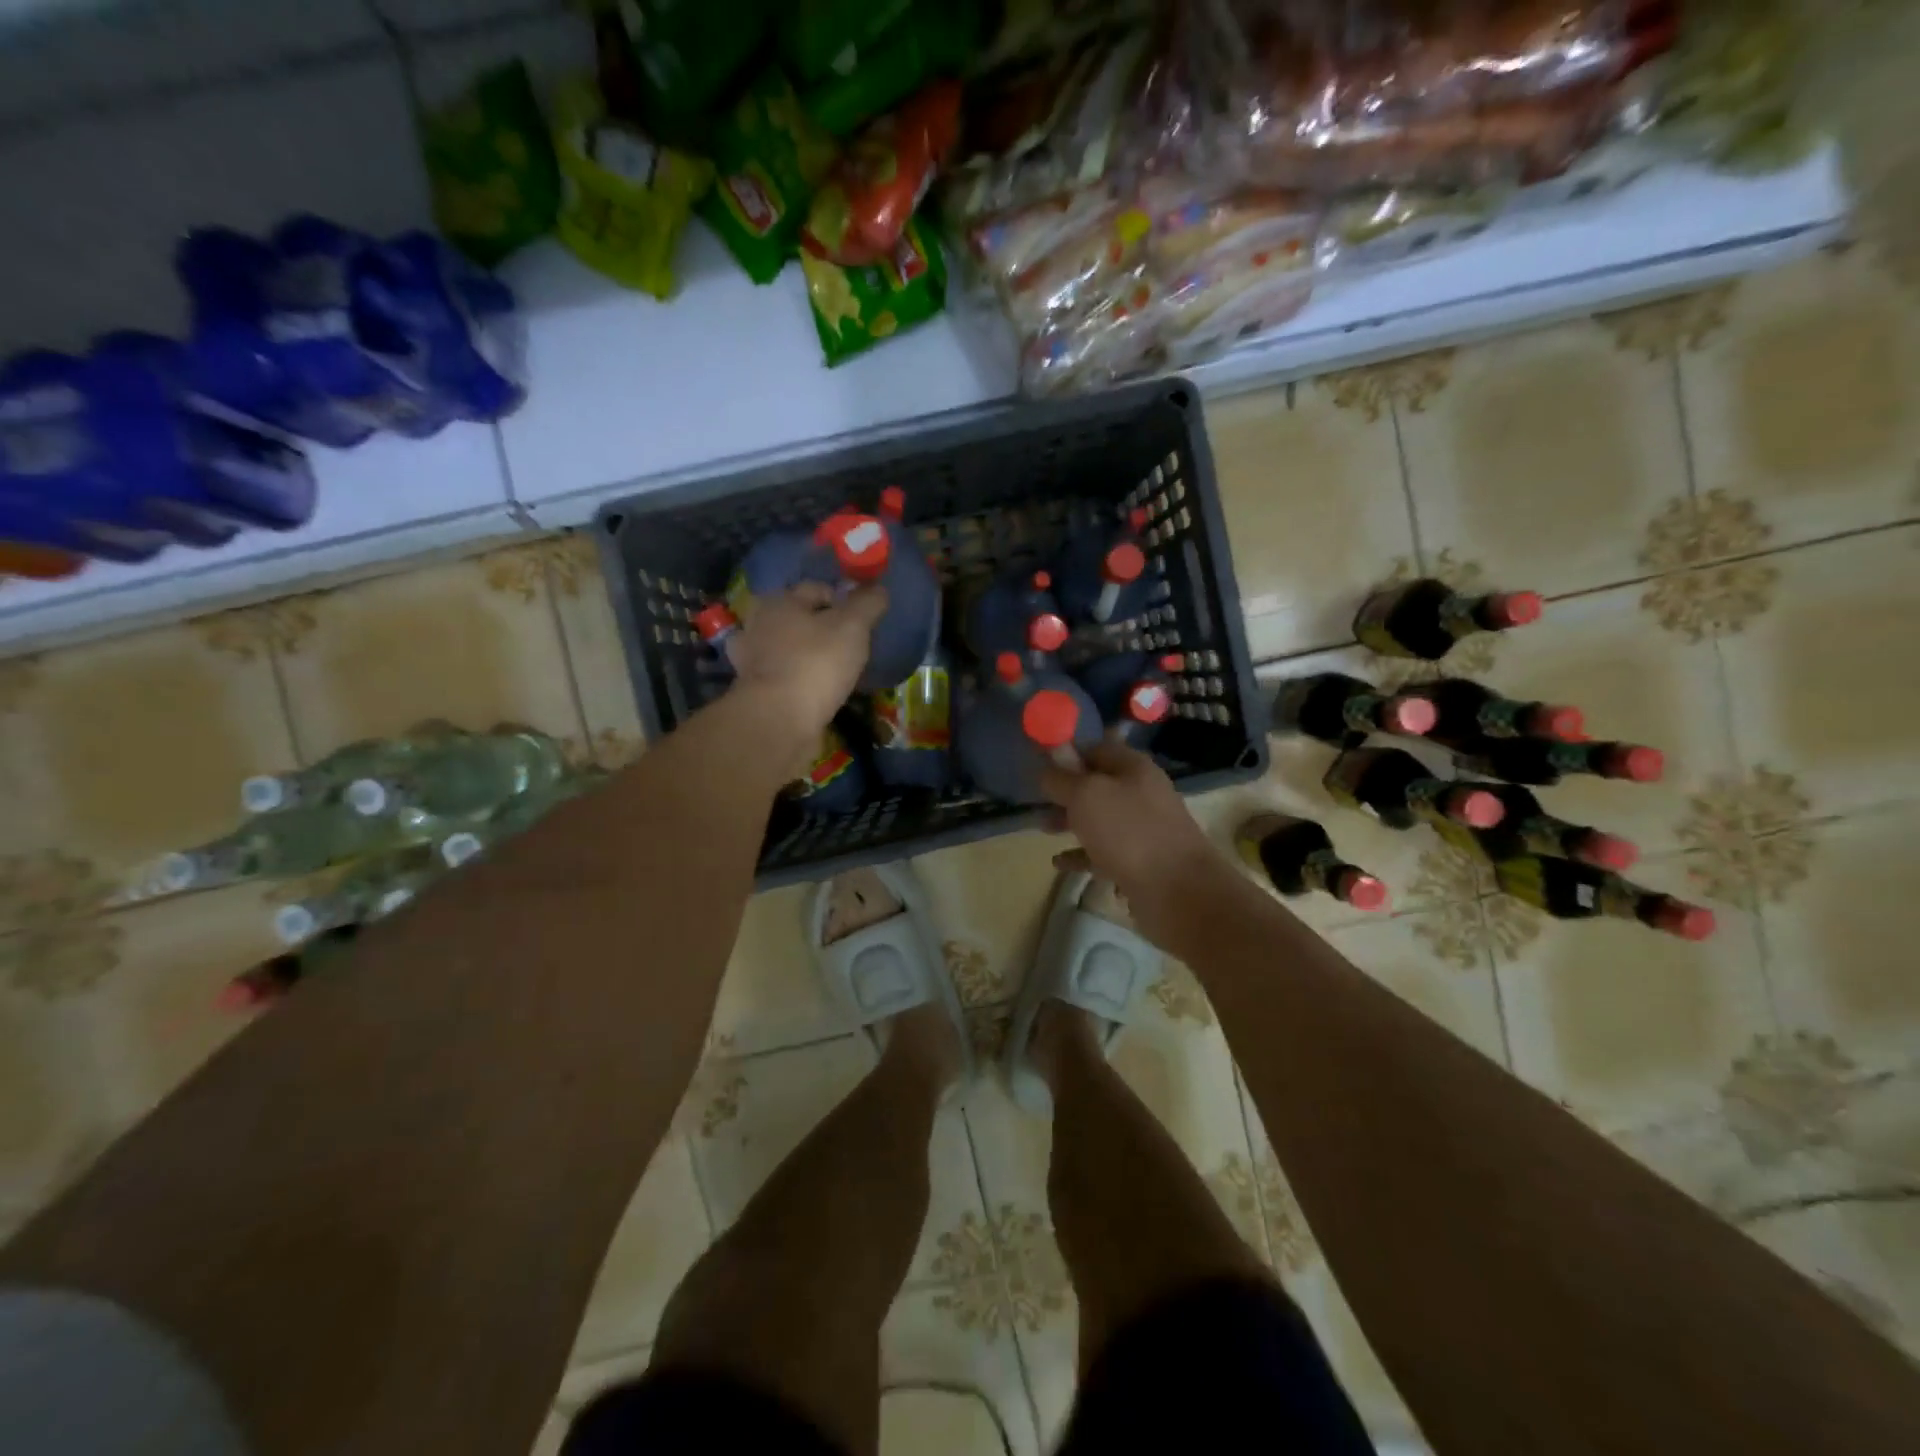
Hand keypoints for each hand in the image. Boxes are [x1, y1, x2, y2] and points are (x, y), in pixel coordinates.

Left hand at [725, 581, 887, 734]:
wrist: (779, 719)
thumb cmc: (816, 663)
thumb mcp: (852, 627)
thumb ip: (867, 604)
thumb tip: (878, 588)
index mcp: (780, 601)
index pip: (817, 589)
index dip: (843, 599)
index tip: (862, 620)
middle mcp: (758, 624)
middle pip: (797, 618)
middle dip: (819, 626)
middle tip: (847, 644)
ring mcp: (750, 659)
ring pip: (785, 647)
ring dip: (803, 653)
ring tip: (830, 668)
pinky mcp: (753, 691)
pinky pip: (781, 676)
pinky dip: (795, 679)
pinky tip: (813, 690)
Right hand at [1039, 739, 1226, 935]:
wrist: (1179, 892)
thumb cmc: (1129, 833)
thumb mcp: (1086, 796)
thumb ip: (1061, 779)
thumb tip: (1046, 768)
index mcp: (1134, 768)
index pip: (1096, 749)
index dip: (1068, 755)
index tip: (1040, 767)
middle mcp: (1141, 794)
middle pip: (1098, 785)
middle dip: (1066, 792)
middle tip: (1038, 801)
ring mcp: (1143, 830)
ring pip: (1100, 819)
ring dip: (1071, 822)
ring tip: (1043, 829)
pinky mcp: (1141, 862)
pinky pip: (1104, 852)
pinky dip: (1081, 855)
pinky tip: (1059, 863)